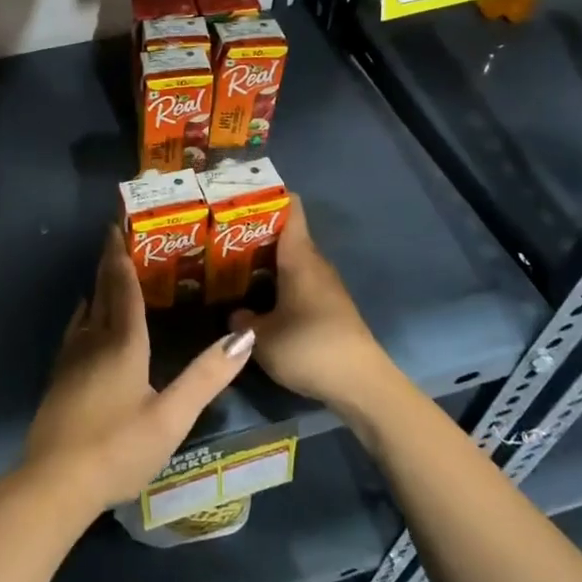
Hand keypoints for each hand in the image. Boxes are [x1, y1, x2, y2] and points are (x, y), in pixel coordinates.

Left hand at [22, 229, 254, 513]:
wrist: (56, 482)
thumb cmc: (119, 448)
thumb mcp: (171, 417)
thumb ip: (206, 377)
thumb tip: (243, 336)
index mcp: (123, 342)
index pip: (123, 287)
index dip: (122, 255)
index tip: (118, 225)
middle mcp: (94, 339)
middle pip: (102, 290)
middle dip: (109, 261)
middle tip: (114, 234)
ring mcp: (72, 356)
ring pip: (87, 307)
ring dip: (98, 283)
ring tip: (108, 268)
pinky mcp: (60, 375)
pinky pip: (76, 327)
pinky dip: (86, 310)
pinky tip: (86, 316)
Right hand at [233, 198, 394, 412]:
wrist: (360, 385)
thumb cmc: (308, 347)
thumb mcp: (260, 337)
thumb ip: (241, 320)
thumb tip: (234, 314)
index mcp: (299, 257)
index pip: (291, 208)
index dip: (268, 196)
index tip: (239, 197)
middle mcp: (314, 264)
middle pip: (286, 235)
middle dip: (255, 233)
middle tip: (220, 236)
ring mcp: (325, 287)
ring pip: (291, 261)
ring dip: (266, 262)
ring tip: (232, 266)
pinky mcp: (330, 309)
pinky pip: (298, 283)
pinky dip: (278, 284)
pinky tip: (258, 299)